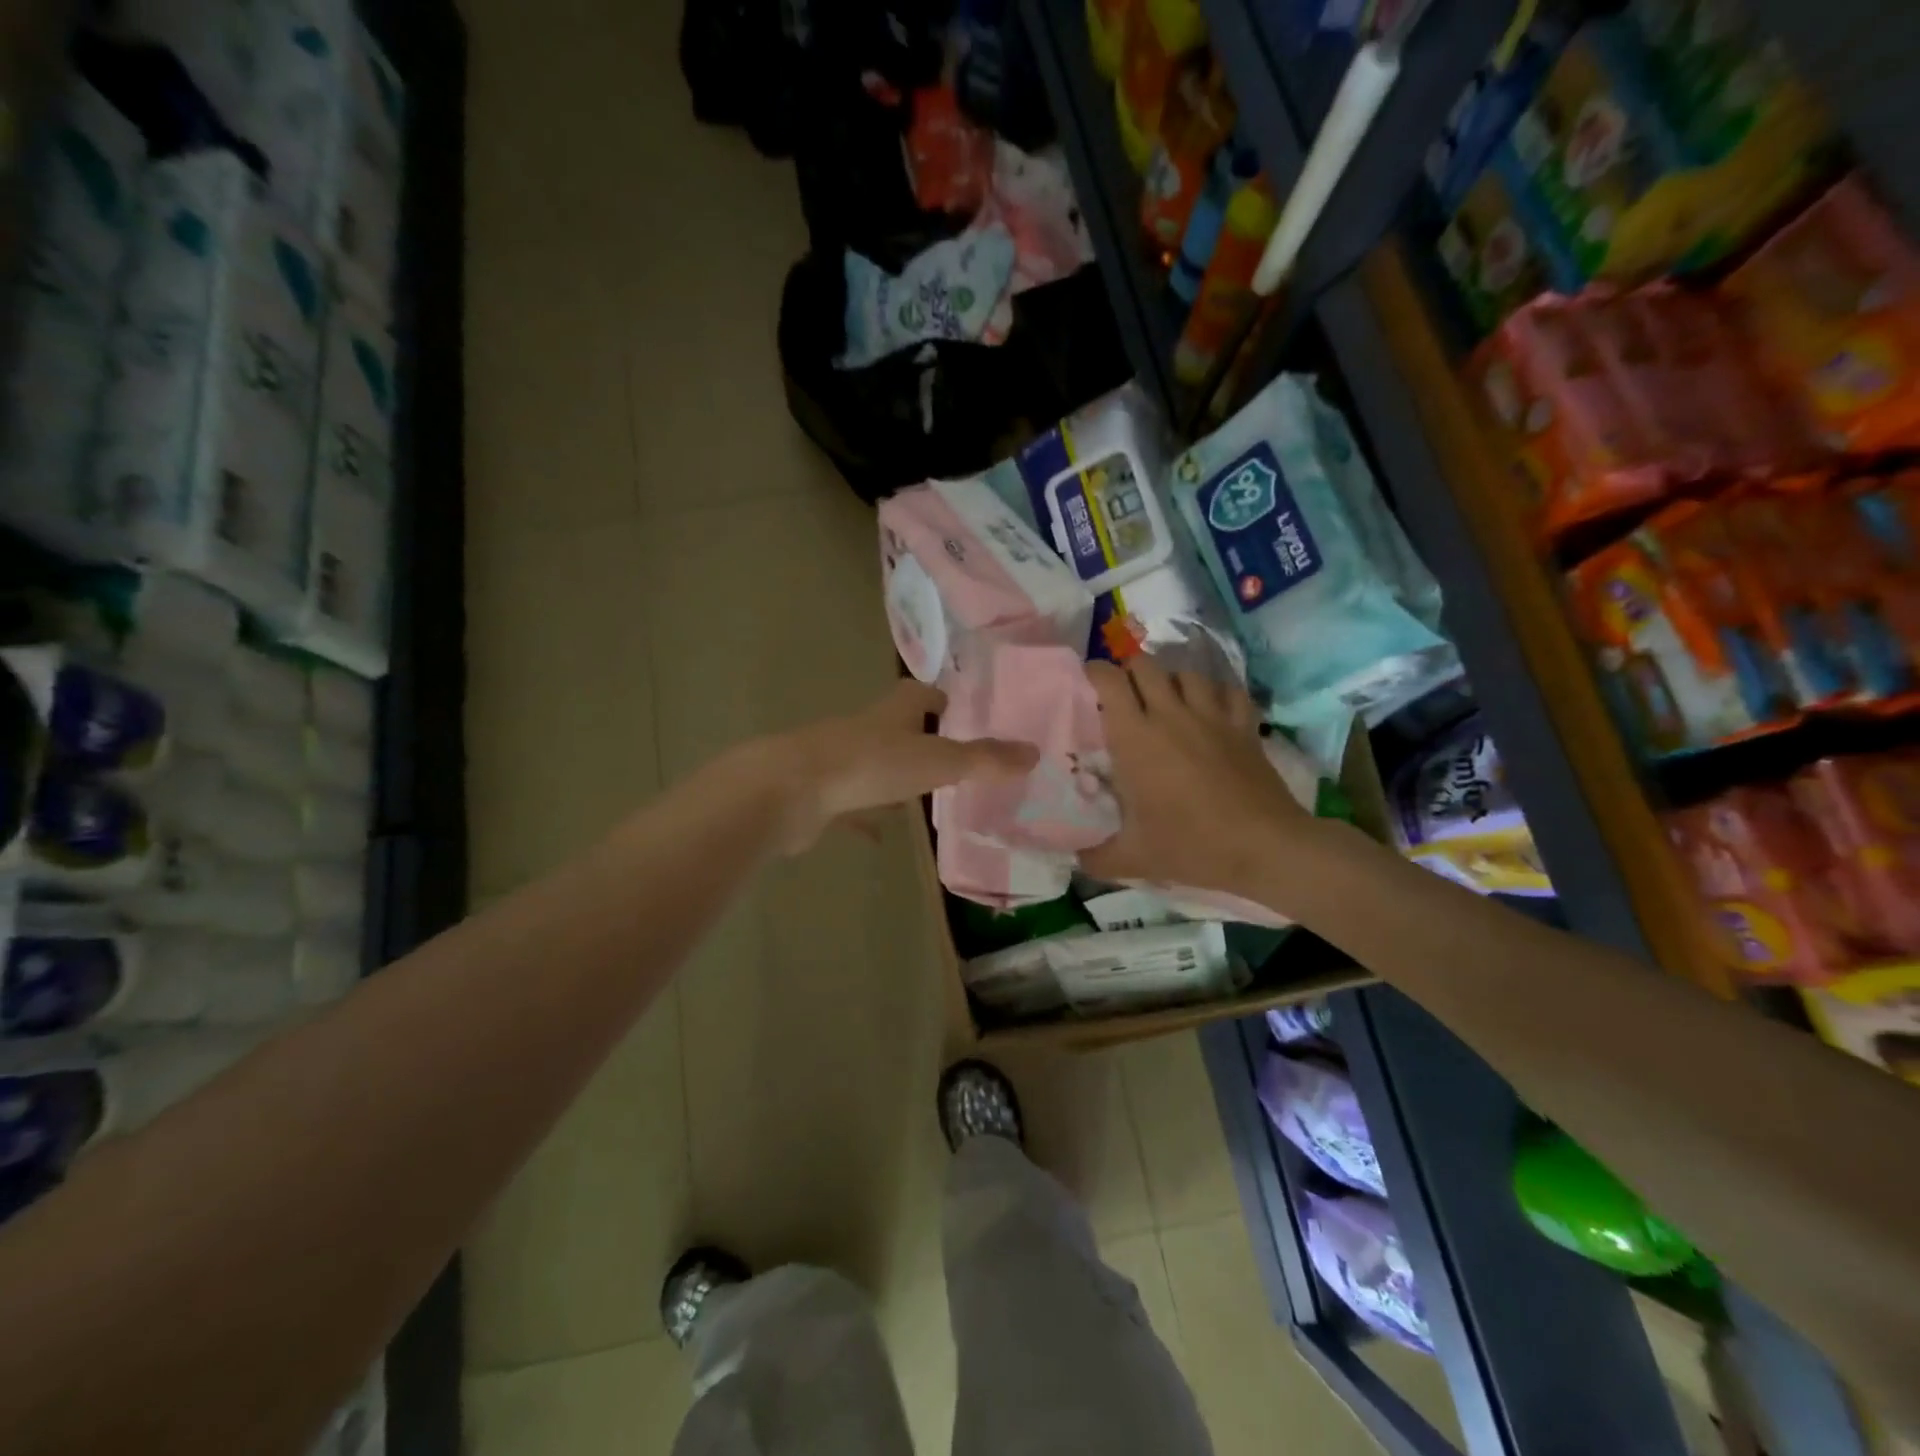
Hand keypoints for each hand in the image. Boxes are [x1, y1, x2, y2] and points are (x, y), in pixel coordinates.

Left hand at [762, 679, 1037, 853]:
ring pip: (874, 765)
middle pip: (897, 728)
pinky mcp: (820, 793)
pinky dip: (866, 816)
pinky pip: (851, 803)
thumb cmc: (870, 765)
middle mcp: (866, 729)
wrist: (789, 791)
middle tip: (953, 761)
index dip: (943, 700)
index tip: (963, 712)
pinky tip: (880, 834)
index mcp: (893, 712)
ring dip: (894, 777)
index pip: (922, 694)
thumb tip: (1034, 752)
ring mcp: (839, 760)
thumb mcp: (937, 761)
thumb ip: (984, 760)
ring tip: (923, 796)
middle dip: (921, 740)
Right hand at [1080, 659, 1314, 895]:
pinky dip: (1216, 692)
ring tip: (1166, 699)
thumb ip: (1096, 857)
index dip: (1095, 672)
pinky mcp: (1244, 725)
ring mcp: (1212, 716)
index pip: (1110, 681)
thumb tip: (1075, 858)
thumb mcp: (1134, 858)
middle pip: (1145, 665)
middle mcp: (1170, 715)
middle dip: (1130, 671)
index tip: (1088, 682)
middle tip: (1124, 693)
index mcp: (1135, 738)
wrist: (1264, 846)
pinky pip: (1228, 690)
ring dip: (1171, 679)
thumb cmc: (1191, 845)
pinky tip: (1211, 707)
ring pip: (1186, 673)